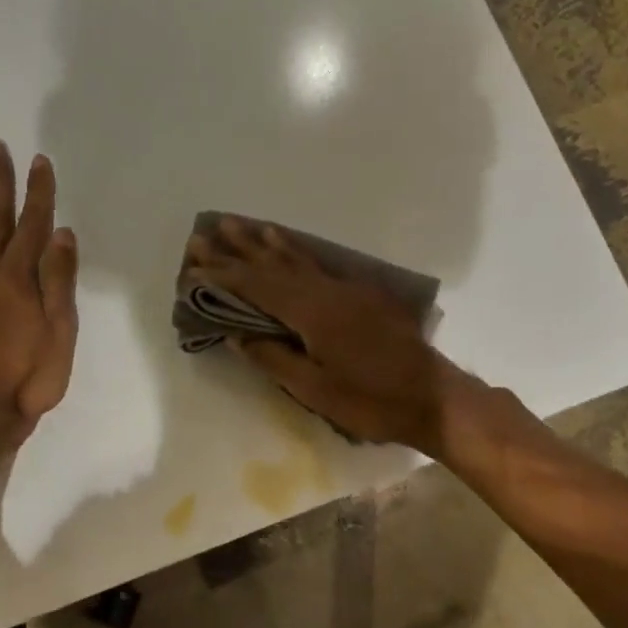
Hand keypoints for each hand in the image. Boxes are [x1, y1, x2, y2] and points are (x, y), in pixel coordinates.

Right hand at [186, 217, 482, 454]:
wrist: (432, 397)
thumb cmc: (371, 401)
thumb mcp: (315, 390)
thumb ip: (274, 359)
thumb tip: (237, 336)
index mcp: (312, 313)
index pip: (258, 287)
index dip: (224, 275)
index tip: (195, 264)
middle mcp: (327, 291)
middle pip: (274, 266)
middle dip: (238, 250)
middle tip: (207, 232)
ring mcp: (347, 290)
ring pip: (298, 260)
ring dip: (266, 243)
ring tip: (242, 226)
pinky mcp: (363, 296)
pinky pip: (318, 265)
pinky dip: (296, 252)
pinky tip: (287, 245)